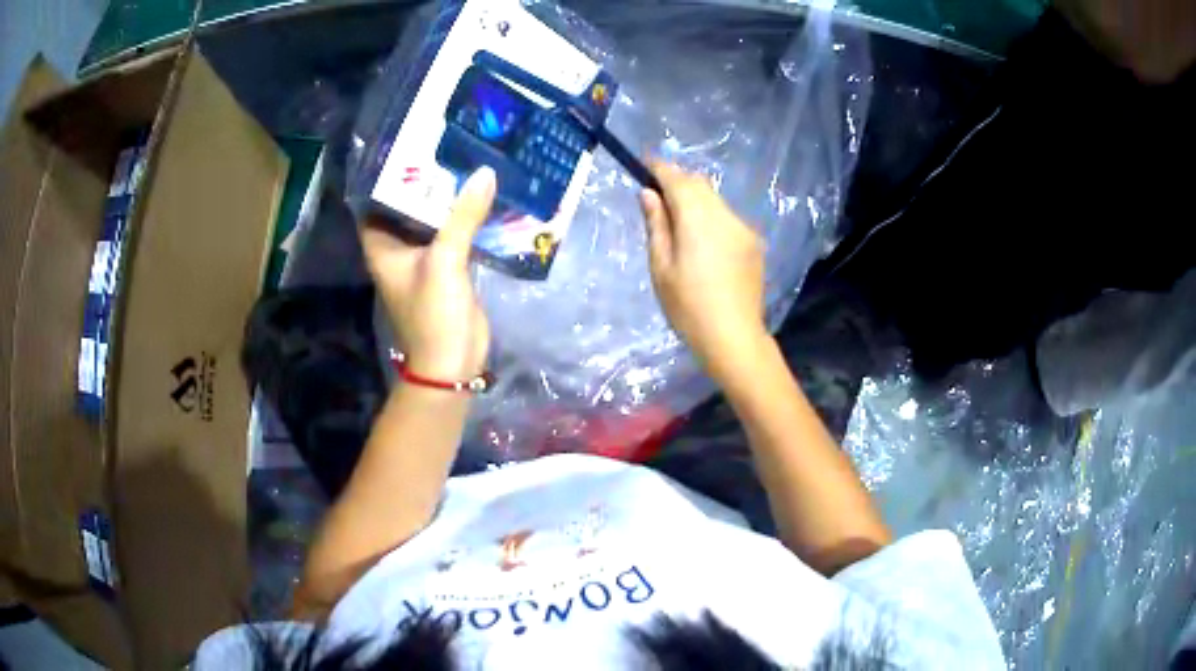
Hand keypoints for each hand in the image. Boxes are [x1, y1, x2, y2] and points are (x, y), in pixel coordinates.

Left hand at [361, 167, 494, 380]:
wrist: (453, 362)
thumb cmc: (433, 313)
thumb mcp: (445, 261)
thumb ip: (463, 216)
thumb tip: (485, 173)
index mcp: (382, 246)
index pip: (373, 202)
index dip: (384, 176)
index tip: (406, 147)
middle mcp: (398, 248)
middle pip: (406, 206)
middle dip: (422, 181)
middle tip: (444, 145)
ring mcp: (423, 258)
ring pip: (431, 219)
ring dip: (446, 198)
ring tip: (465, 161)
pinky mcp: (448, 267)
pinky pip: (453, 234)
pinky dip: (464, 217)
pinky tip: (481, 194)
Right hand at [639, 162, 767, 380]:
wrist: (733, 337)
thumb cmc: (688, 306)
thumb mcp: (661, 267)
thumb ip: (656, 224)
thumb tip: (648, 193)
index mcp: (697, 218)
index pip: (676, 178)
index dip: (659, 168)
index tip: (644, 164)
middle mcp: (723, 214)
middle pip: (699, 184)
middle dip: (678, 182)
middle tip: (658, 197)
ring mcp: (742, 227)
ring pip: (715, 200)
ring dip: (696, 200)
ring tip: (679, 224)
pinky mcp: (753, 243)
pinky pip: (727, 218)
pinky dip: (711, 217)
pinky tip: (704, 244)